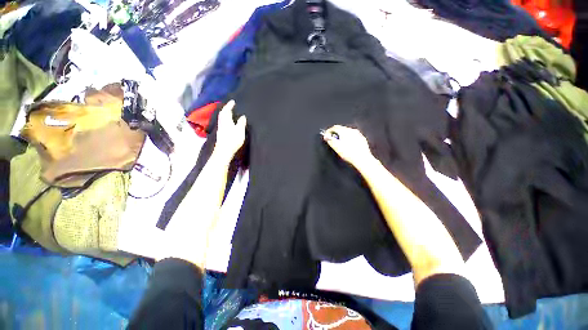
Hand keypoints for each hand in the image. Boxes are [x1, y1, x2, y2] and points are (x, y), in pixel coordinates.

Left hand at [214, 100, 246, 157]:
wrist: (224, 151)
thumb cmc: (232, 140)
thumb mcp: (239, 131)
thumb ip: (241, 123)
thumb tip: (242, 116)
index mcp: (226, 121)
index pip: (226, 110)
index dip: (229, 105)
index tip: (233, 101)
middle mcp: (222, 123)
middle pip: (222, 113)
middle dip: (226, 109)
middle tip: (230, 106)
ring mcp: (220, 128)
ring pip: (222, 118)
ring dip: (225, 114)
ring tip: (230, 113)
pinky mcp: (221, 133)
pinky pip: (223, 122)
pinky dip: (225, 119)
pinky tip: (229, 122)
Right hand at [322, 125, 373, 167]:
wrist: (362, 159)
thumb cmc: (349, 154)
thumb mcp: (336, 147)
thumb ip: (330, 140)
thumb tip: (326, 137)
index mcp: (345, 131)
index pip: (334, 127)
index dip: (329, 131)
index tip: (326, 136)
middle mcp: (352, 130)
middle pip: (341, 129)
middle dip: (336, 134)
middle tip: (332, 140)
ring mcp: (358, 134)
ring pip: (347, 132)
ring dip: (342, 136)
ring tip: (340, 144)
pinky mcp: (362, 139)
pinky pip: (353, 136)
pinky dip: (349, 139)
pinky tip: (348, 146)